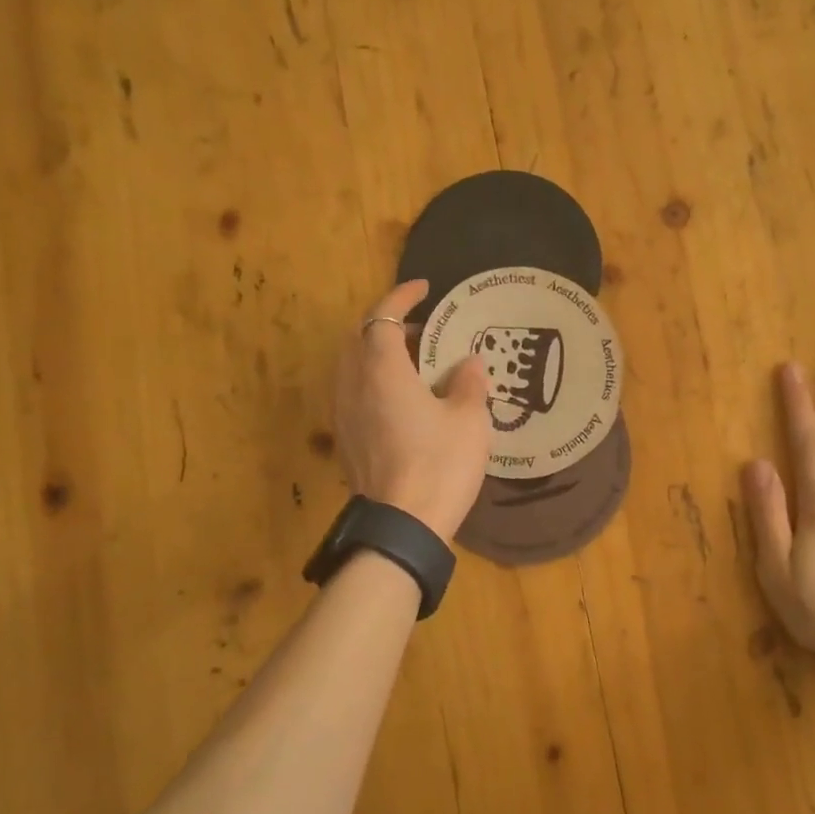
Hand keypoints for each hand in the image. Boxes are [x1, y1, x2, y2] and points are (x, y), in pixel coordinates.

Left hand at [334, 281, 491, 542]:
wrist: (404, 524)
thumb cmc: (440, 463)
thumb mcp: (469, 419)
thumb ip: (469, 383)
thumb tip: (469, 363)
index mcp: (382, 370)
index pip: (382, 317)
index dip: (402, 297)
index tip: (425, 289)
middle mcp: (353, 384)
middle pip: (359, 338)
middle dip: (386, 324)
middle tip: (422, 329)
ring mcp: (344, 413)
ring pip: (352, 365)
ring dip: (378, 353)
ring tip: (413, 362)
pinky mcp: (346, 438)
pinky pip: (354, 391)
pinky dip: (373, 379)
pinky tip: (402, 398)